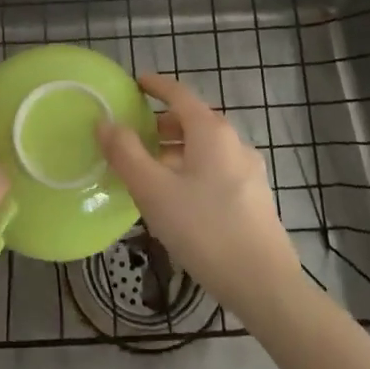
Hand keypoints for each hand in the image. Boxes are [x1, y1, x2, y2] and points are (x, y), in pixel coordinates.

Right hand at [96, 73, 304, 318]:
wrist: (264, 285)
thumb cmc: (204, 229)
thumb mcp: (154, 191)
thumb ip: (126, 153)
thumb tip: (105, 122)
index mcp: (211, 131)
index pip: (179, 94)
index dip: (156, 86)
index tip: (136, 83)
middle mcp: (234, 142)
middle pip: (194, 120)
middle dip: (163, 123)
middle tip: (135, 135)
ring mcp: (249, 170)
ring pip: (206, 148)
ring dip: (177, 150)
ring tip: (151, 171)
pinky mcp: (254, 198)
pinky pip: (216, 169)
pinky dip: (193, 169)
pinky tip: (179, 198)